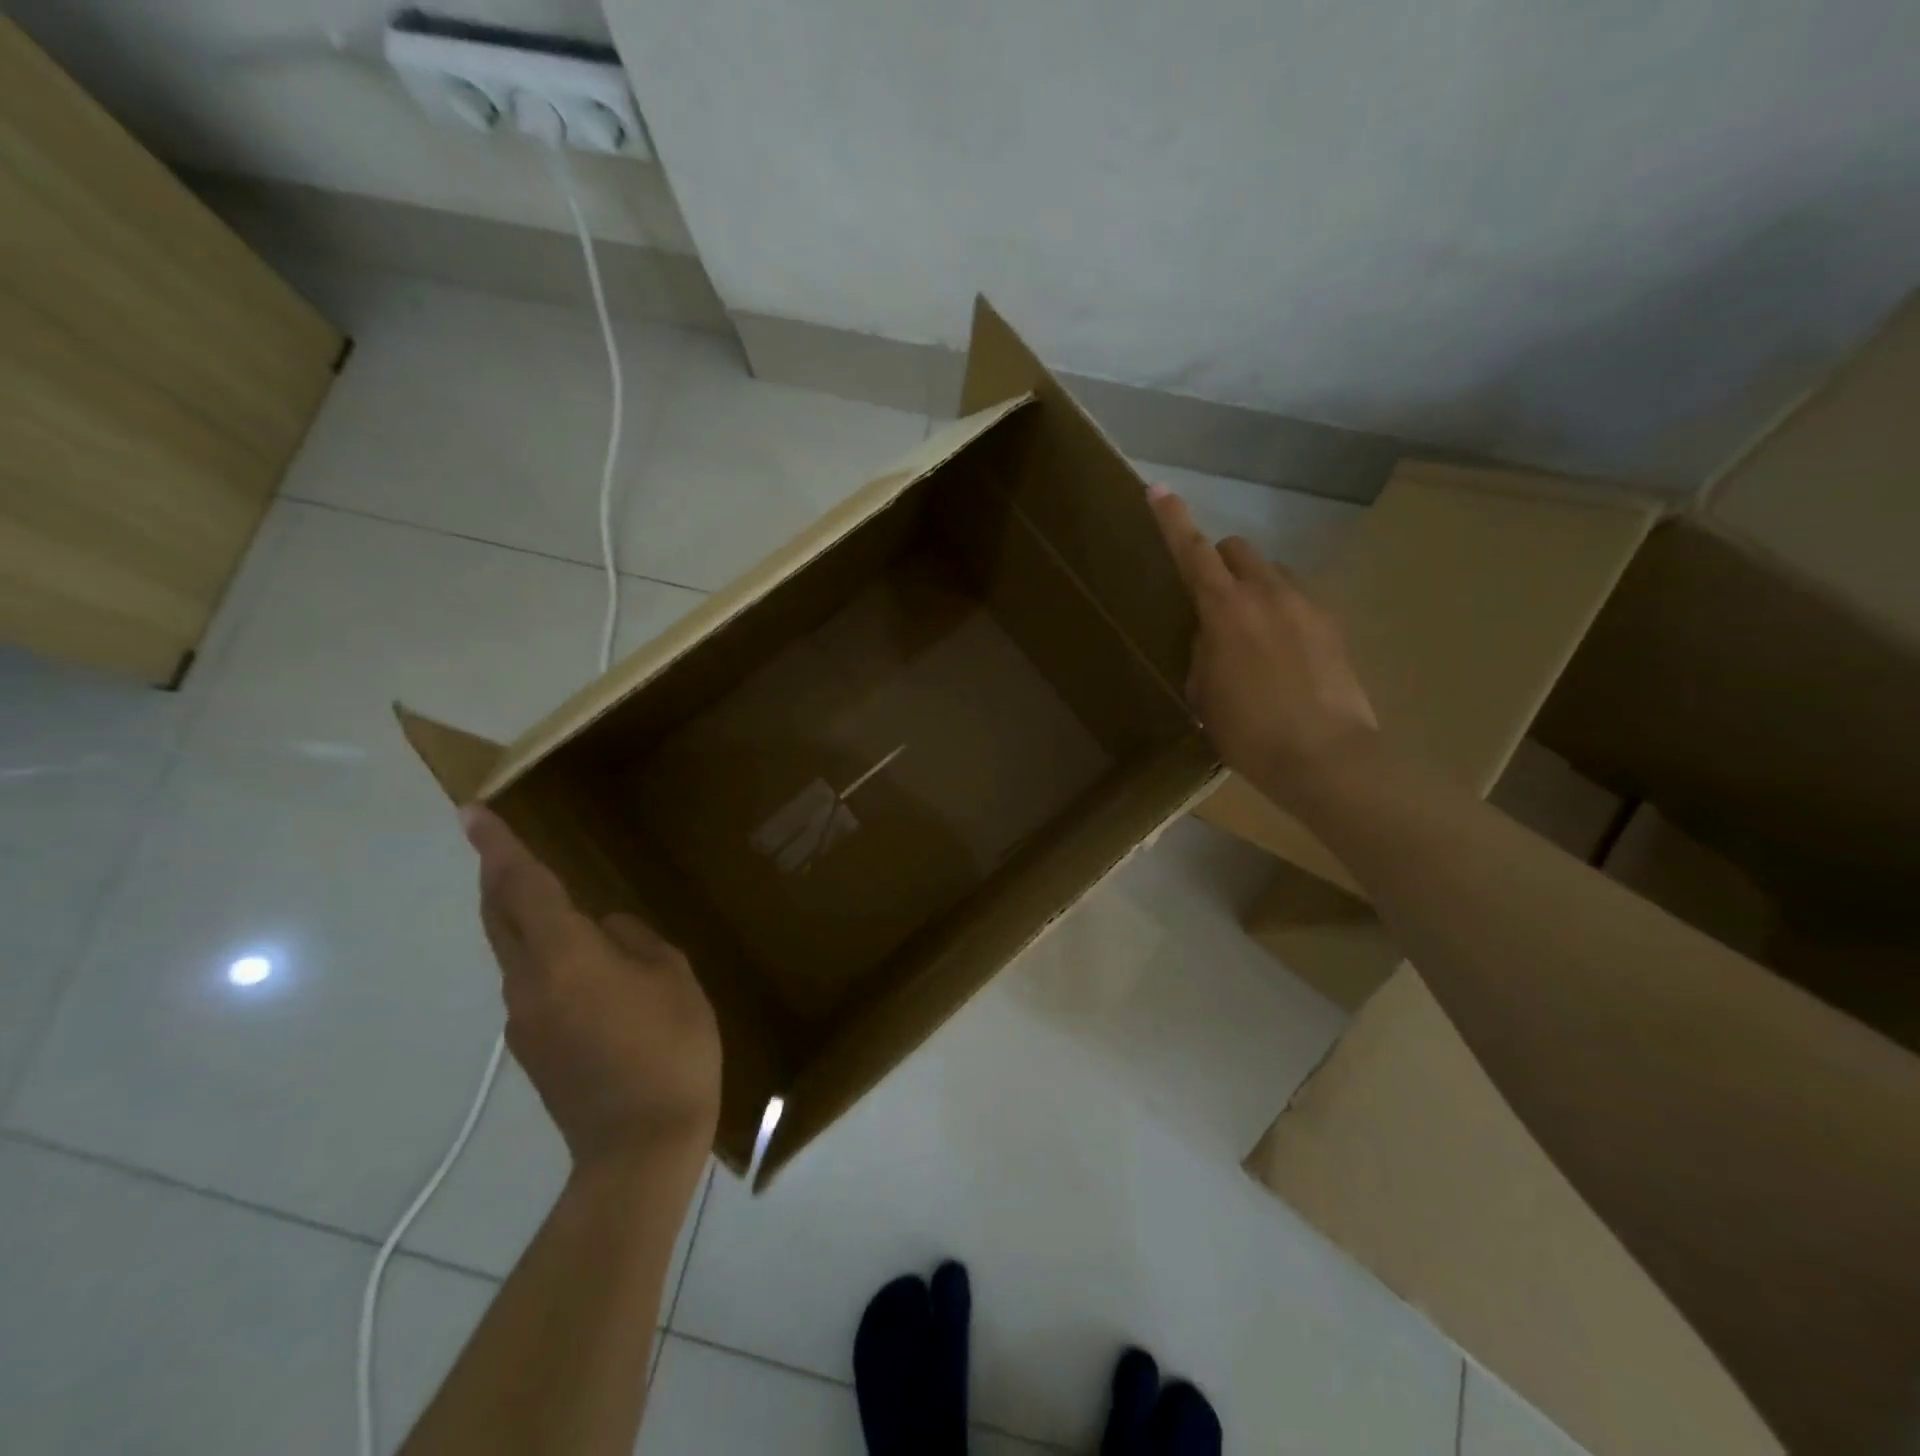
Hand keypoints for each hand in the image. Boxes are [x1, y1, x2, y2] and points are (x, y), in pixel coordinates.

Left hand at [462, 806, 721, 1176]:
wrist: (639, 1148)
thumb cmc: (670, 1050)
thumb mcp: (675, 979)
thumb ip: (638, 941)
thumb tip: (609, 930)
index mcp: (566, 957)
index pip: (522, 889)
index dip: (499, 848)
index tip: (471, 812)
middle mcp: (529, 983)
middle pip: (500, 918)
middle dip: (498, 878)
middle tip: (503, 847)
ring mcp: (524, 1021)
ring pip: (515, 952)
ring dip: (526, 921)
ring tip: (564, 908)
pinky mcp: (532, 1049)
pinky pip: (533, 984)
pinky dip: (547, 959)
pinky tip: (590, 972)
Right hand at [1147, 485, 1378, 802]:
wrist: (1327, 759)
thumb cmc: (1250, 733)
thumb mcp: (1206, 695)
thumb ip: (1204, 654)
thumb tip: (1212, 638)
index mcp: (1226, 610)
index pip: (1193, 551)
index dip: (1173, 520)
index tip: (1158, 489)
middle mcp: (1268, 594)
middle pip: (1238, 549)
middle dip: (1218, 561)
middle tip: (1210, 598)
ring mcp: (1307, 606)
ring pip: (1272, 573)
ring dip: (1253, 587)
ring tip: (1250, 634)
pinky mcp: (1333, 626)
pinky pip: (1298, 602)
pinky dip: (1281, 614)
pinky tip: (1283, 657)